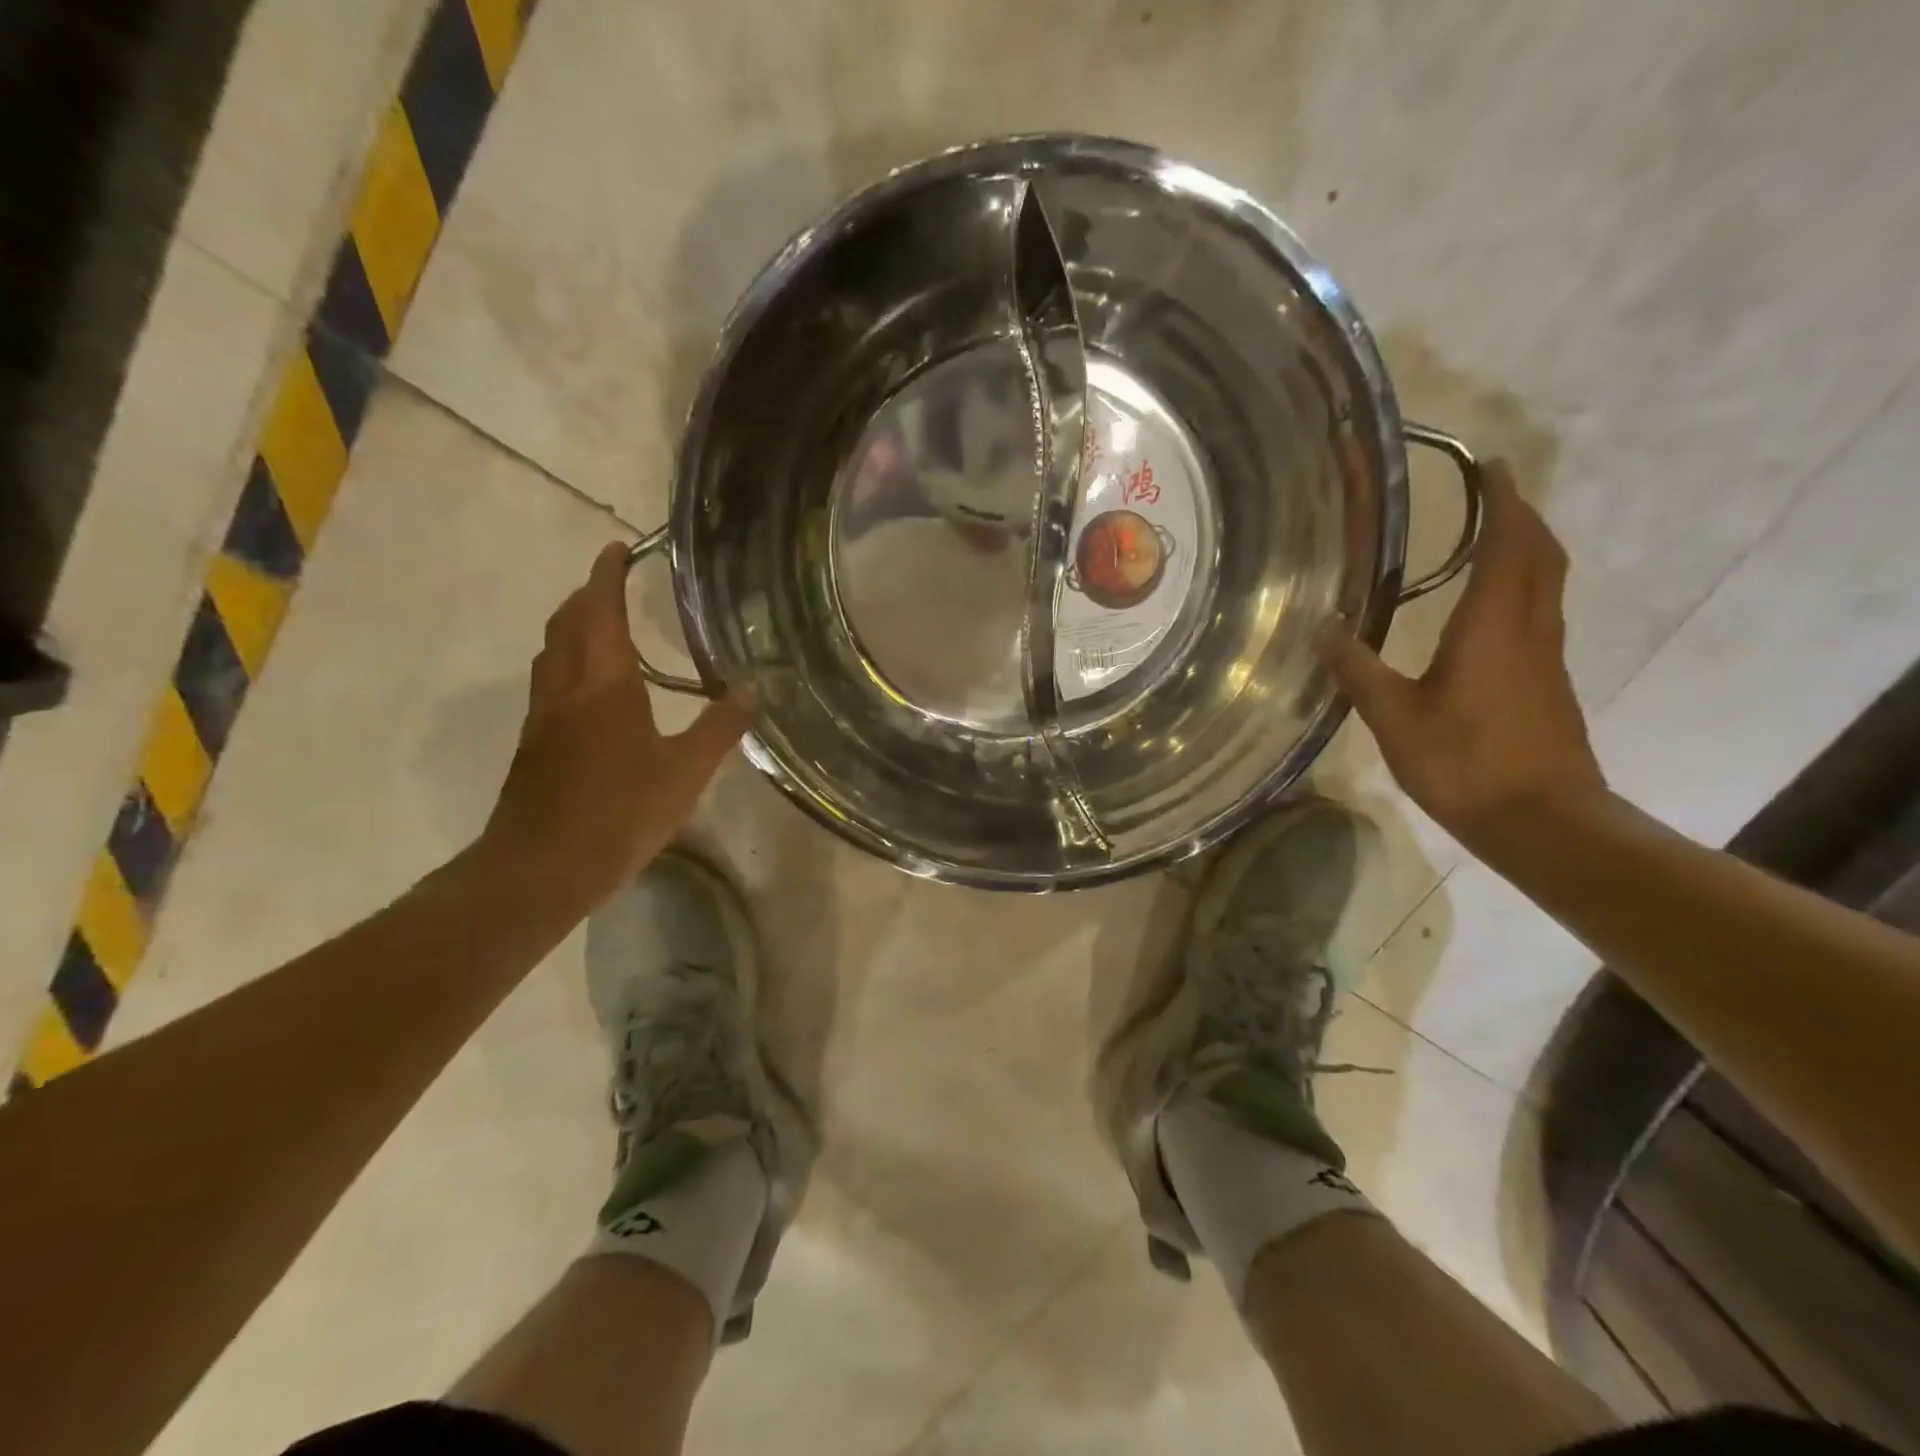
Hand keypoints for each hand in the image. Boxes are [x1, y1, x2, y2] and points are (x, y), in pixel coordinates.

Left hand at [480, 542, 751, 903]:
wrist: (542, 868)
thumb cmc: (619, 812)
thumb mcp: (686, 772)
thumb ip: (719, 727)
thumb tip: (751, 689)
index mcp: (604, 684)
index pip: (600, 612)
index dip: (607, 576)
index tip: (618, 548)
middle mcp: (567, 689)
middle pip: (566, 624)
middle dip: (586, 595)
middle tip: (612, 581)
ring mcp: (544, 718)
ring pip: (552, 654)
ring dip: (572, 627)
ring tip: (601, 625)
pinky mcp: (536, 746)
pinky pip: (550, 684)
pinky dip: (568, 663)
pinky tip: (592, 691)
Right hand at [1318, 461, 1605, 846]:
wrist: (1542, 821)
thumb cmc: (1465, 763)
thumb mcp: (1394, 718)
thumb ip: (1357, 669)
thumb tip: (1322, 628)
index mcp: (1494, 625)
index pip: (1509, 544)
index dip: (1504, 500)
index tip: (1491, 465)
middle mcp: (1530, 629)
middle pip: (1540, 555)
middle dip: (1521, 516)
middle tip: (1492, 492)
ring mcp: (1546, 656)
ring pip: (1546, 583)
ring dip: (1525, 549)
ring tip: (1490, 536)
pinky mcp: (1547, 682)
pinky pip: (1539, 612)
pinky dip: (1521, 587)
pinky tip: (1488, 608)